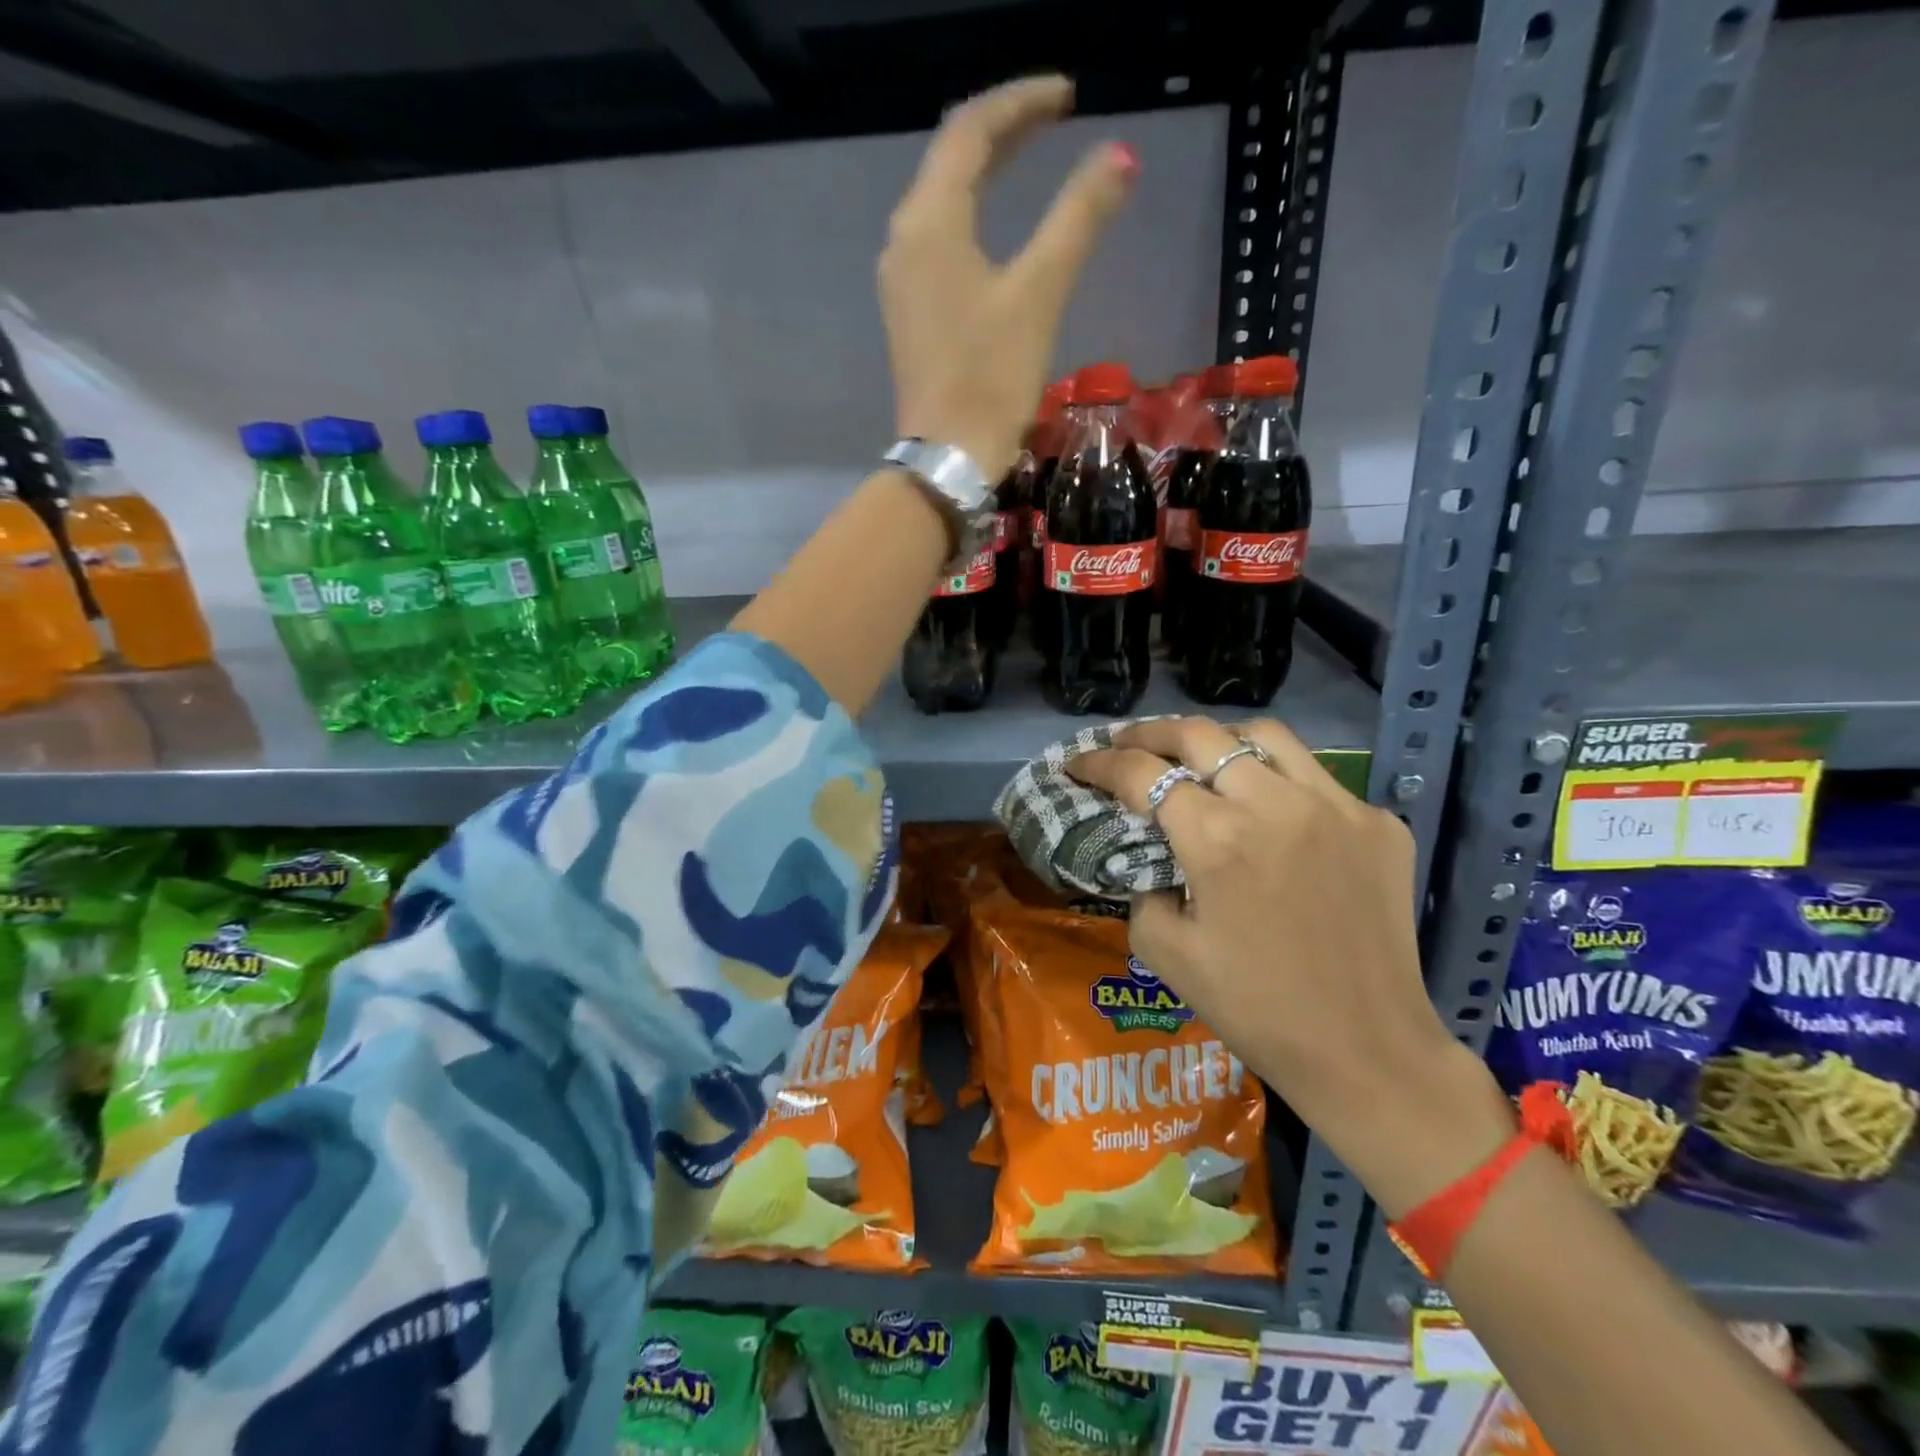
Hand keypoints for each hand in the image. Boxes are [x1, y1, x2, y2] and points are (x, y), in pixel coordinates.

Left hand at [880, 75, 1137, 479]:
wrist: (948, 457)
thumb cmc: (991, 378)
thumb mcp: (1040, 294)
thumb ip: (1078, 220)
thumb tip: (1120, 157)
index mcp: (930, 222)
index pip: (971, 130)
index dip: (1020, 103)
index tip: (1069, 96)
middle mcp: (904, 239)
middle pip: (951, 161)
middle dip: (1003, 133)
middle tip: (1055, 120)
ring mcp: (901, 280)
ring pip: (941, 202)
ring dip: (984, 174)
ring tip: (1029, 159)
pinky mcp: (909, 313)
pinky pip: (937, 241)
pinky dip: (970, 217)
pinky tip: (995, 228)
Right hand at [1068, 717, 1514, 1216]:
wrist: (1367, 1051)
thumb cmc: (1255, 1009)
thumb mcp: (1166, 954)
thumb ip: (1142, 892)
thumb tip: (1153, 862)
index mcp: (1217, 840)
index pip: (1142, 774)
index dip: (1100, 761)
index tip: (1077, 762)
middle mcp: (1275, 805)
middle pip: (1198, 735)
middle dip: (1149, 733)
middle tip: (1126, 744)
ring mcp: (1336, 806)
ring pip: (1264, 736)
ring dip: (1217, 739)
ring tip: (1196, 756)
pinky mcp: (1377, 823)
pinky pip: (1316, 778)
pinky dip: (1278, 780)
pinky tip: (1268, 808)